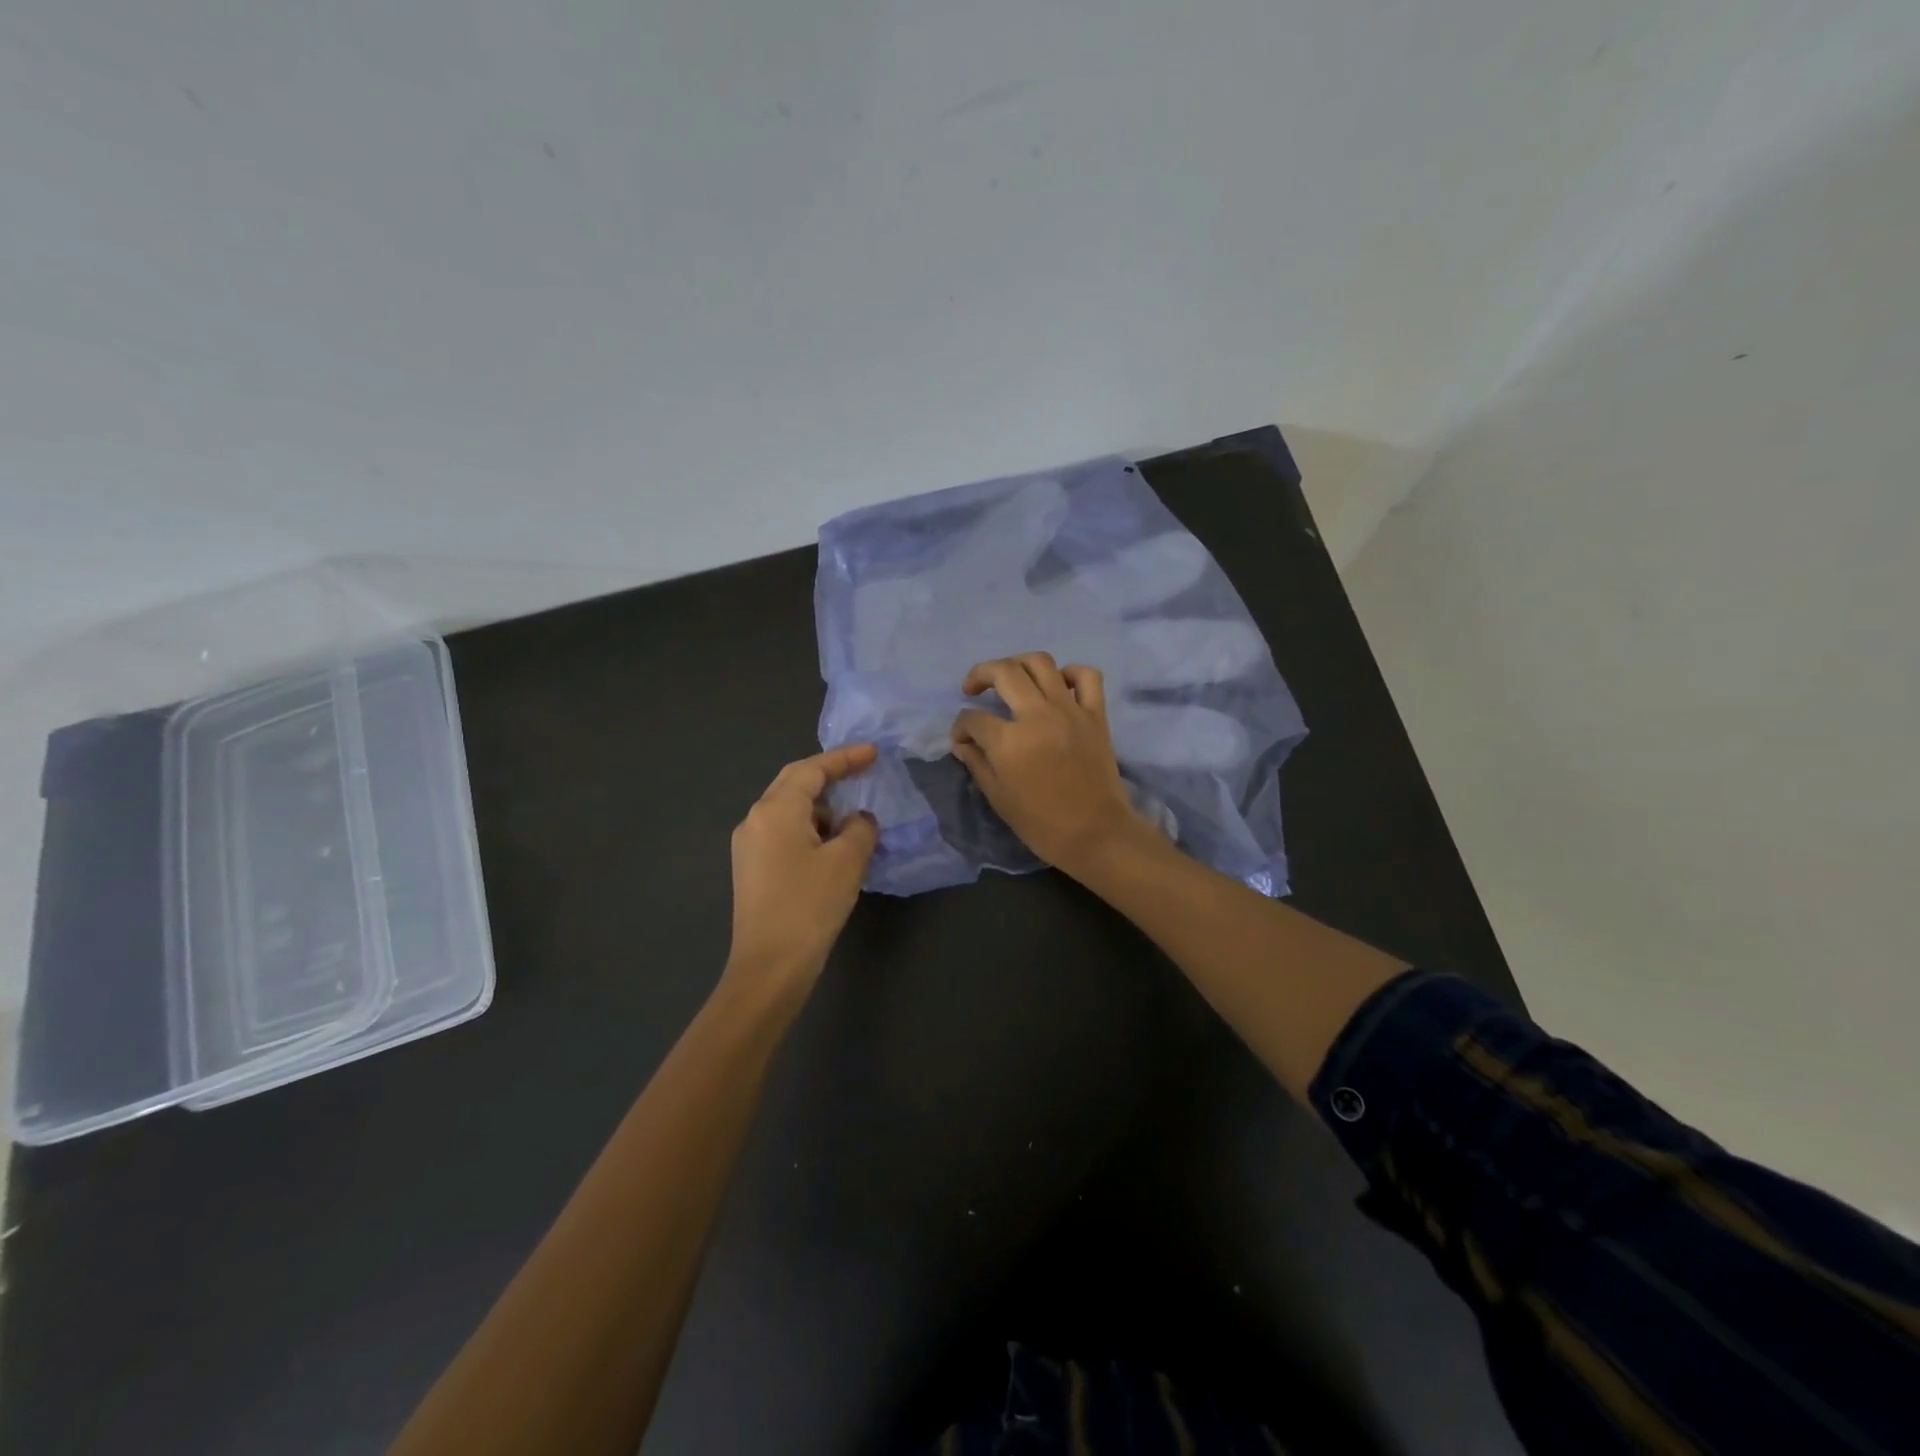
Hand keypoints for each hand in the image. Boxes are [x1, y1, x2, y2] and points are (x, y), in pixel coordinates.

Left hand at [723, 744, 879, 1013]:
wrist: (769, 968)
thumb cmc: (809, 906)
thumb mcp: (847, 861)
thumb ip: (860, 829)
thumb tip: (859, 820)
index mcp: (775, 810)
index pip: (811, 769)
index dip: (845, 758)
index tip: (874, 753)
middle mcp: (755, 820)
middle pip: (794, 783)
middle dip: (830, 776)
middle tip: (864, 772)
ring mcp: (749, 846)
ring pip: (789, 810)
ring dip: (822, 807)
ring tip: (854, 818)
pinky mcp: (752, 869)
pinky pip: (784, 832)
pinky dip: (811, 829)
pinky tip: (833, 846)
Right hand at [950, 654, 1148, 878]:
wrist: (1095, 834)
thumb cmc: (1041, 823)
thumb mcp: (998, 798)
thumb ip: (977, 763)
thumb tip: (963, 743)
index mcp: (1008, 741)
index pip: (972, 718)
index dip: (960, 727)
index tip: (962, 740)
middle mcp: (1037, 715)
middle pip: (1003, 672)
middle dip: (980, 674)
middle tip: (973, 688)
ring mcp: (1069, 710)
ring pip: (1040, 662)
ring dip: (1018, 664)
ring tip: (1011, 678)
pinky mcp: (1095, 714)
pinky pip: (1086, 676)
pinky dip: (1070, 673)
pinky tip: (1058, 686)